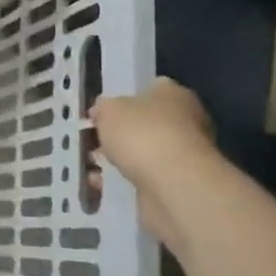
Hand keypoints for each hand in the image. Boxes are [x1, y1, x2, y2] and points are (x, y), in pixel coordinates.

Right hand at [90, 77, 217, 244]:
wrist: (173, 184)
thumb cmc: (141, 134)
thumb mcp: (108, 110)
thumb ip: (103, 108)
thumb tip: (102, 112)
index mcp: (173, 94)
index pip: (148, 89)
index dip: (121, 100)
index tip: (99, 114)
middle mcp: (184, 121)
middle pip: (144, 124)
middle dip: (118, 135)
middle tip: (92, 143)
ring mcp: (183, 154)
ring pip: (142, 153)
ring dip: (118, 160)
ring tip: (91, 167)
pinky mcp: (177, 183)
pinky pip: (143, 178)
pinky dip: (123, 181)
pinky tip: (102, 185)